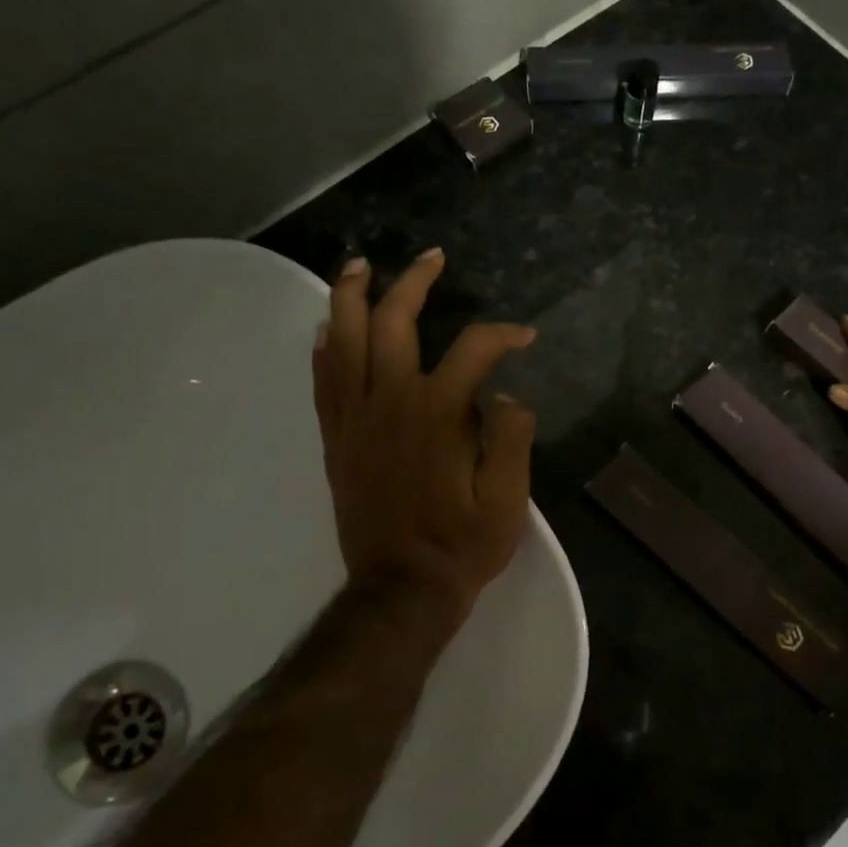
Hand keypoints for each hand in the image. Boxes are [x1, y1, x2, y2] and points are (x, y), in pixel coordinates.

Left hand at [312, 248, 536, 626]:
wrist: (402, 588)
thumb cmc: (462, 545)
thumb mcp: (509, 498)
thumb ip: (511, 438)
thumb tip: (504, 398)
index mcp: (437, 413)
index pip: (473, 350)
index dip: (503, 335)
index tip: (525, 339)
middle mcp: (389, 402)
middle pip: (393, 322)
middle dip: (413, 282)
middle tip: (430, 258)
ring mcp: (354, 419)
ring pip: (344, 340)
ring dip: (351, 296)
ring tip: (359, 265)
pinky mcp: (335, 440)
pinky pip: (323, 381)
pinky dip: (324, 347)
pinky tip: (327, 327)